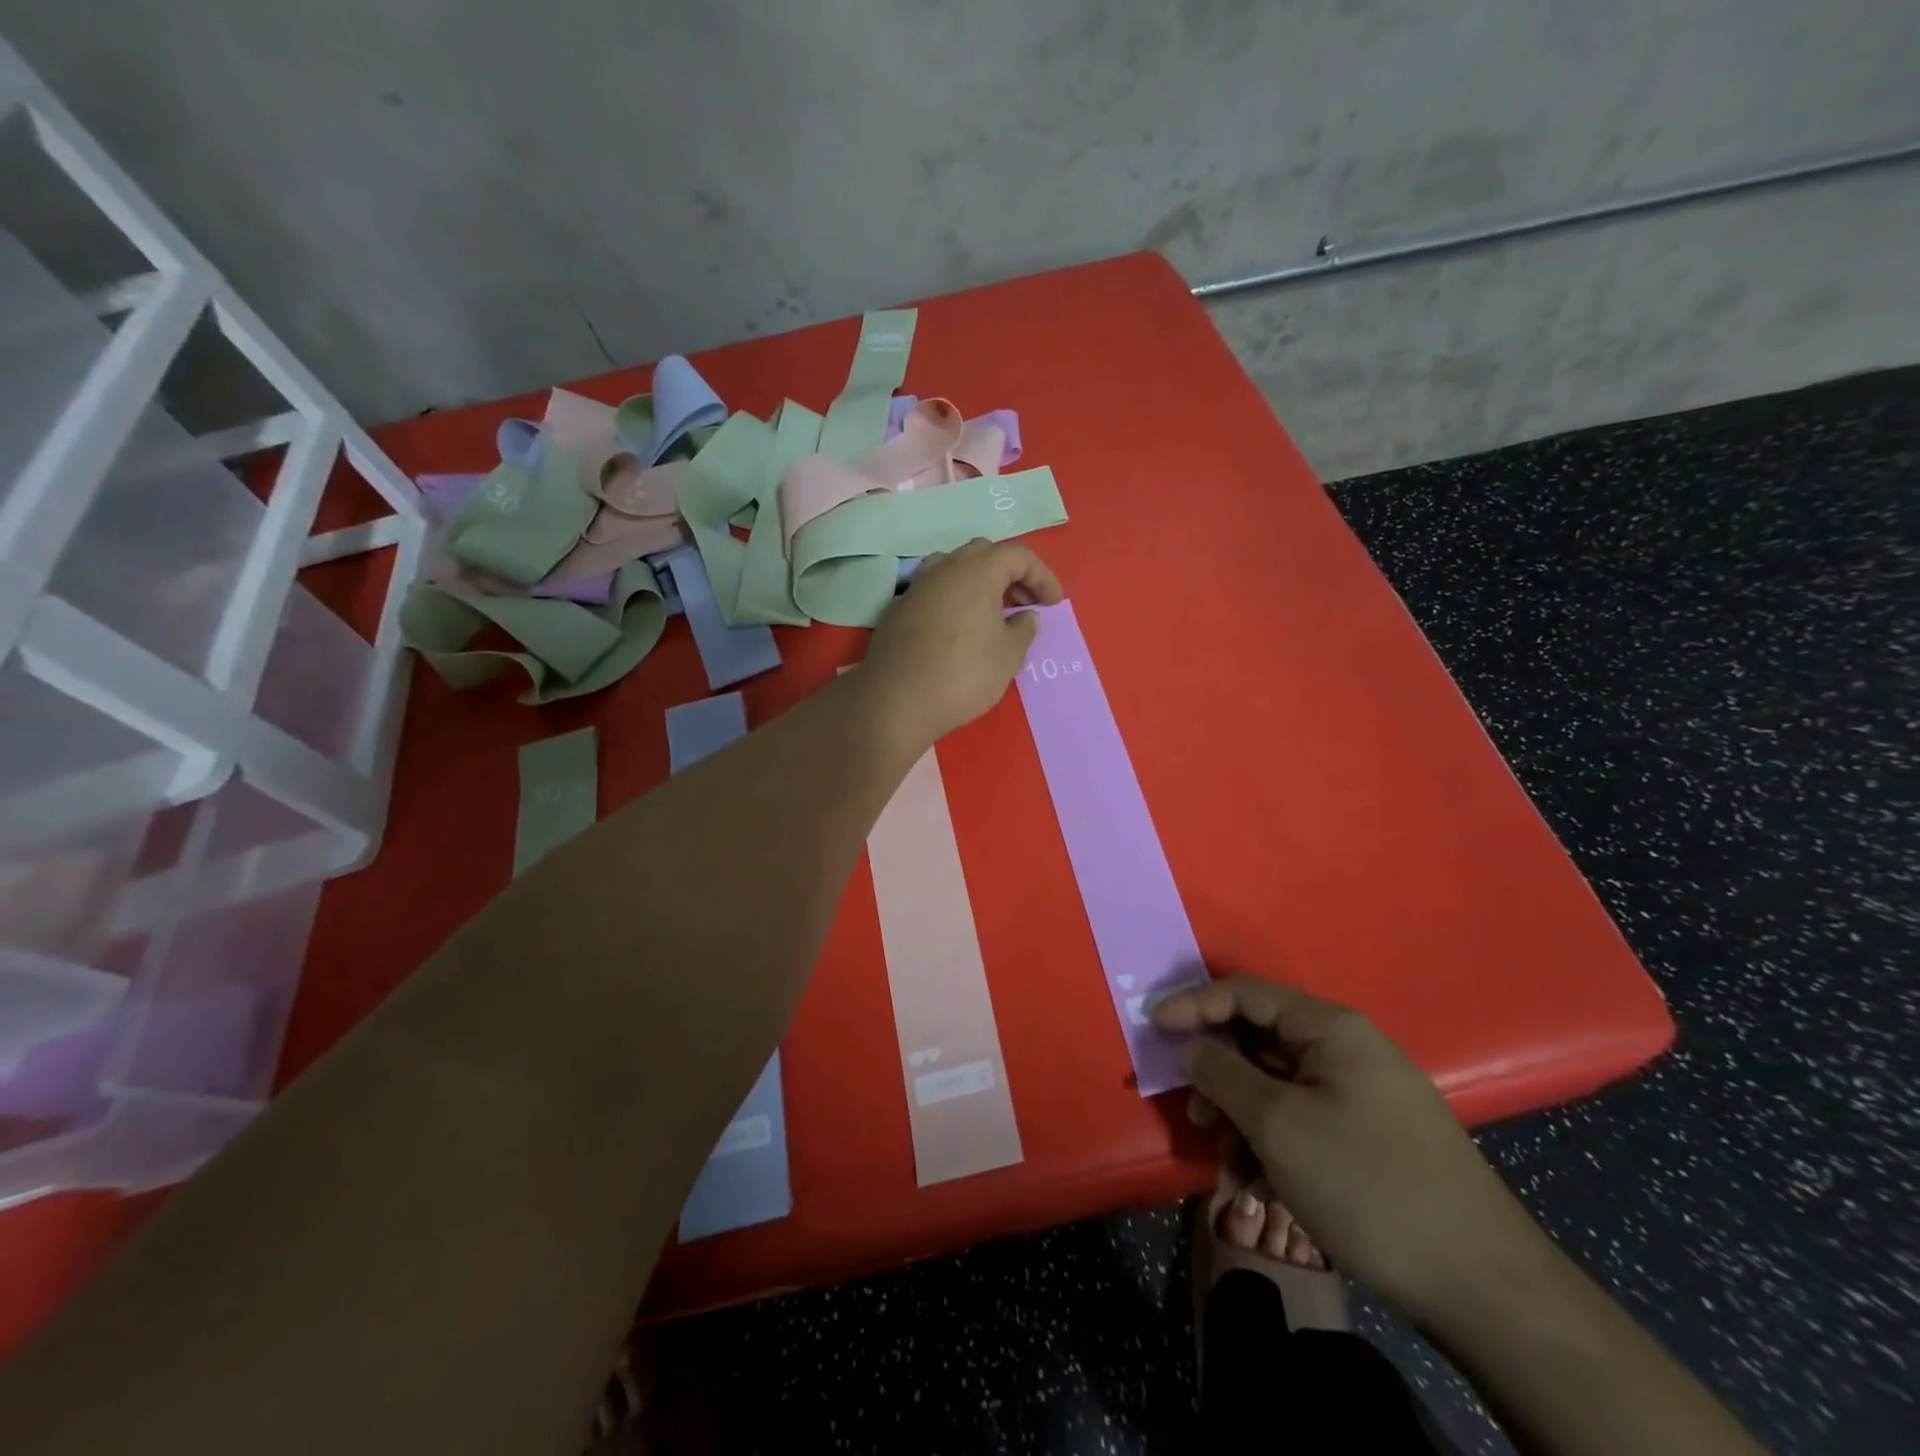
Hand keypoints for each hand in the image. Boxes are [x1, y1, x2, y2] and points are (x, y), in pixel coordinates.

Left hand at [862, 539, 1062, 748]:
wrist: (897, 700)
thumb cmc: (964, 674)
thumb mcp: (1009, 656)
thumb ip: (1024, 629)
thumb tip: (1026, 616)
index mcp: (977, 571)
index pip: (1018, 556)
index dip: (1042, 576)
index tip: (1052, 604)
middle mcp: (944, 569)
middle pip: (983, 554)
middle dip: (1009, 573)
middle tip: (1023, 603)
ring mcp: (916, 587)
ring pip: (953, 568)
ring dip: (977, 583)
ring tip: (990, 612)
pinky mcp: (898, 609)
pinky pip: (933, 592)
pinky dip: (953, 600)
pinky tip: (958, 628)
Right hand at [1152, 975, 1545, 1319]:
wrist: (1482, 1286)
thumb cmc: (1367, 1185)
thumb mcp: (1279, 1126)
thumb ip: (1223, 1074)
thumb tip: (1188, 1045)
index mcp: (1330, 1028)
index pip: (1245, 992)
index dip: (1192, 1005)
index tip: (1150, 1028)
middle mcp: (1346, 1048)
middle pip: (1260, 1040)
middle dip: (1220, 1075)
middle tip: (1195, 1114)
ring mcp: (1362, 1092)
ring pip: (1278, 1086)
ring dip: (1244, 1119)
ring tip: (1231, 1169)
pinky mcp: (1370, 1134)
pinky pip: (1303, 1119)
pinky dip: (1274, 1143)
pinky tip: (1263, 1185)